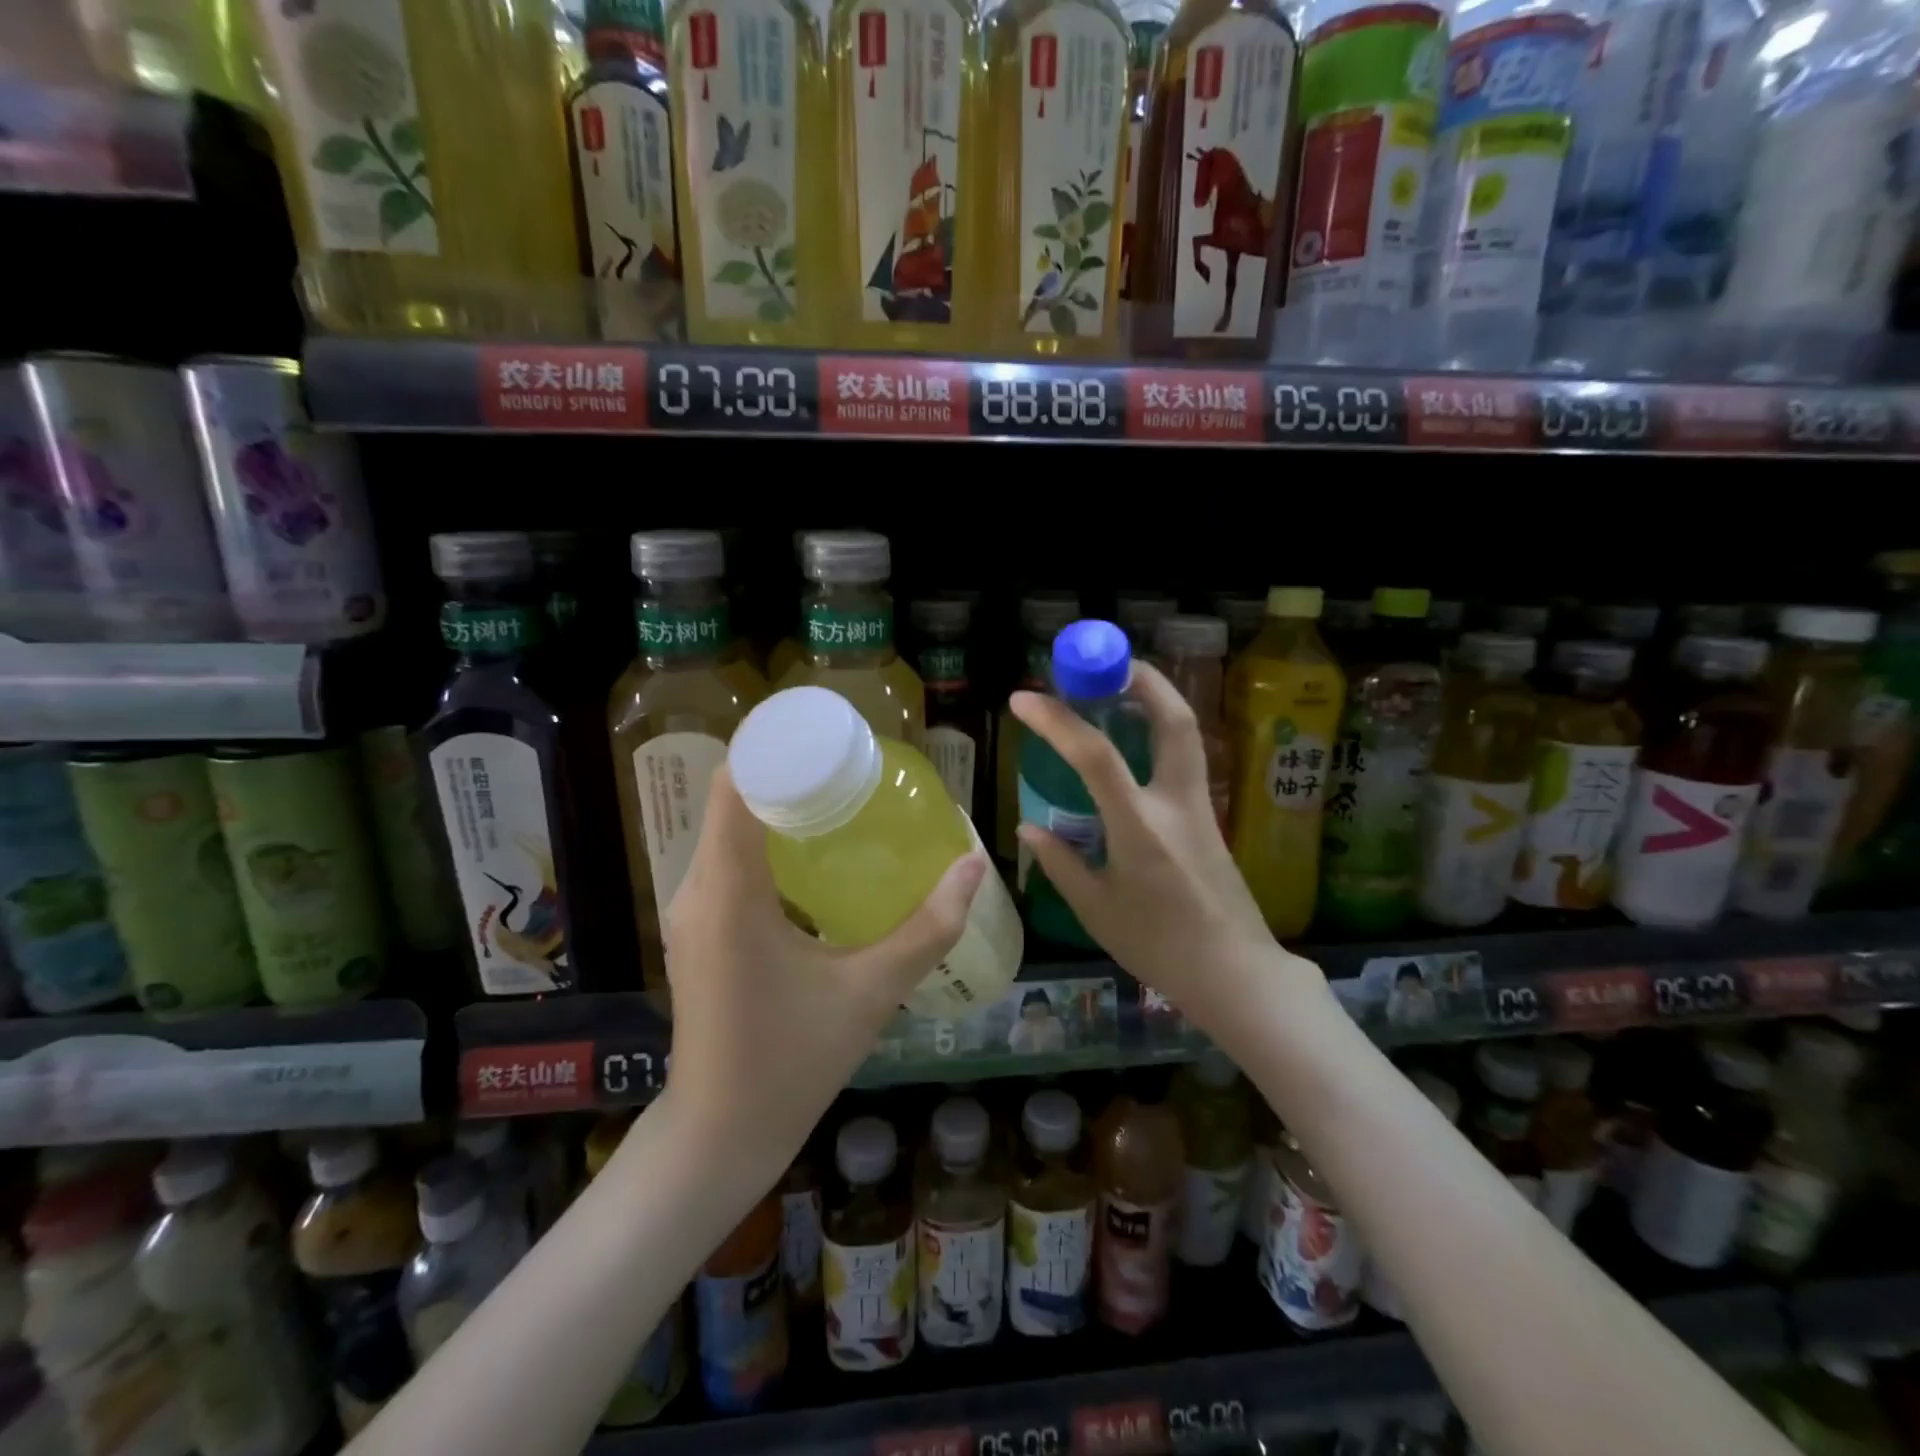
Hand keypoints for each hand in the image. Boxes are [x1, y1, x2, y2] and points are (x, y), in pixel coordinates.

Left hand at [661, 767, 985, 1183]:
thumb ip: (928, 927)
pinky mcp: (696, 929)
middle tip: (854, 769)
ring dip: (779, 807)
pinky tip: (814, 857)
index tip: (830, 736)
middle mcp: (696, 889)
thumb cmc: (792, 1062)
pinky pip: (727, 860)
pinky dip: (766, 841)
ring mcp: (689, 910)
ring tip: (841, 802)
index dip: (776, 748)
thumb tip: (973, 865)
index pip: (735, 785)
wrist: (720, 1134)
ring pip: (729, 829)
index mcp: (728, 892)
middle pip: (733, 799)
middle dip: (791, 774)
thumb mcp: (871, 991)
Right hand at [1011, 663, 1311, 1037]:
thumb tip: (1030, 827)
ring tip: (1119, 689)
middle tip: (1105, 663)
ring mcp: (1200, 807)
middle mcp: (1176, 803)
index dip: (1057, 720)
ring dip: (1156, 699)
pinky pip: (1184, 759)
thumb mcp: (1097, 909)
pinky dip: (1159, 733)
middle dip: (1142, 679)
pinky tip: (1135, 743)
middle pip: (1174, 720)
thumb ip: (1060, 862)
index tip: (1022, 699)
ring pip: (1186, 734)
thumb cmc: (1159, 946)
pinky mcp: (1210, 817)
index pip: (1096, 755)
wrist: (1235, 973)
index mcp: (1140, 827)